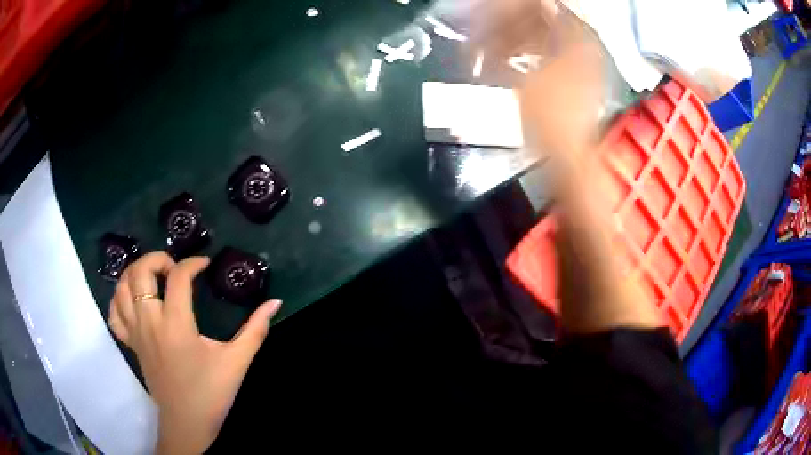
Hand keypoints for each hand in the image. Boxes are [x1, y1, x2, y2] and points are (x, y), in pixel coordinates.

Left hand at [108, 252, 281, 454]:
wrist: (187, 422)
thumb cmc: (211, 392)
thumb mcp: (237, 361)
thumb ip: (256, 329)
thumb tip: (275, 303)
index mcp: (176, 325)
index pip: (178, 277)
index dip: (193, 264)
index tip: (205, 265)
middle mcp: (150, 322)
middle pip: (140, 272)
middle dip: (157, 259)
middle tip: (174, 267)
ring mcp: (136, 332)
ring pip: (122, 288)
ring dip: (135, 273)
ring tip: (153, 277)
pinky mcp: (130, 344)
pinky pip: (114, 314)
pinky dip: (119, 298)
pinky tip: (132, 298)